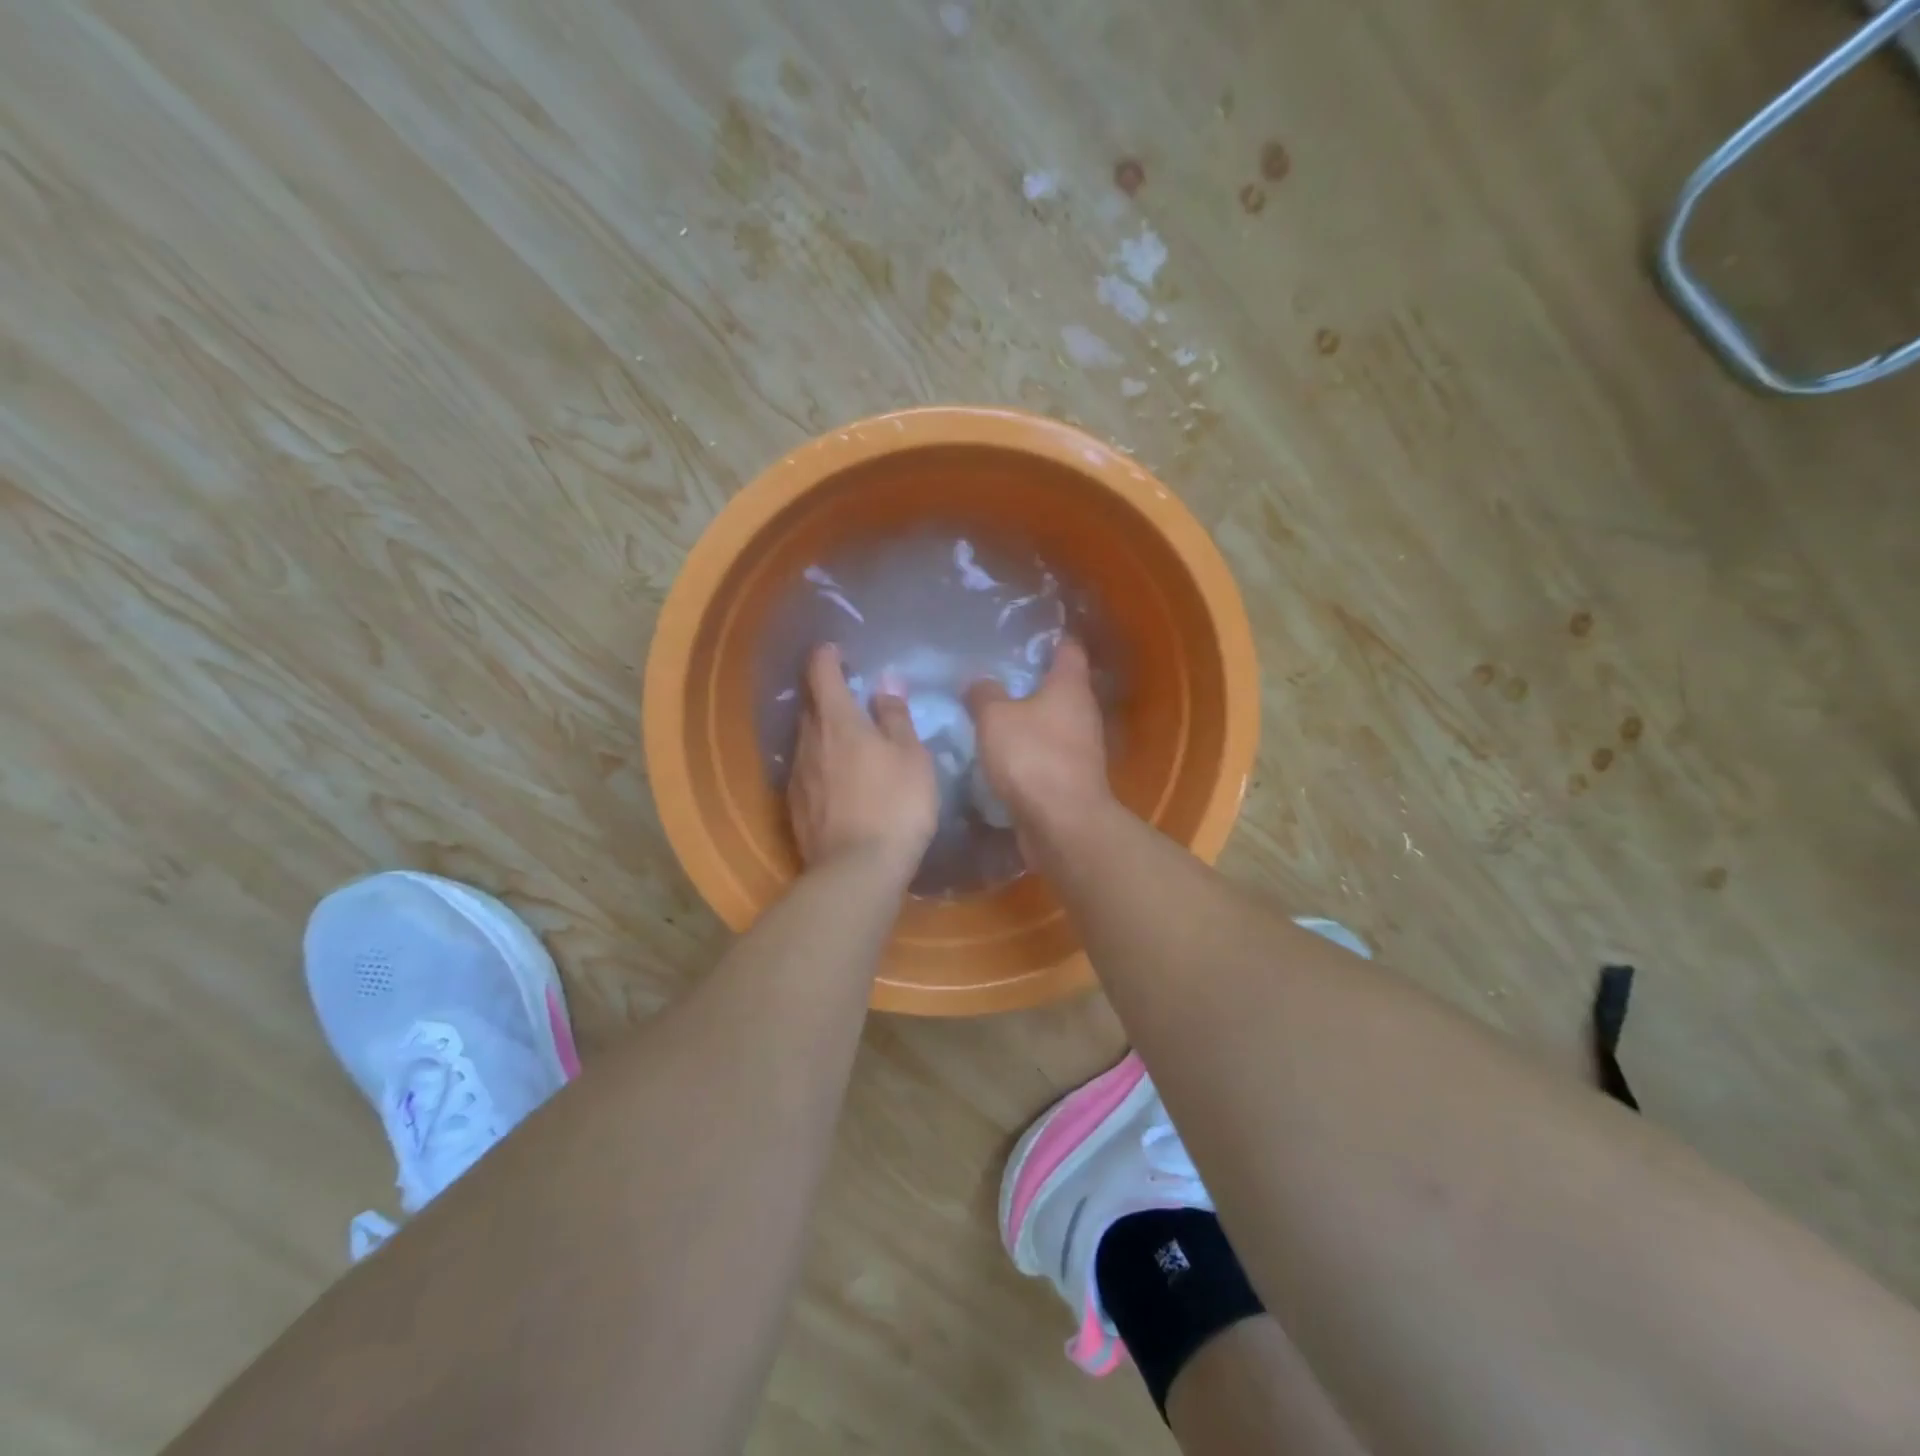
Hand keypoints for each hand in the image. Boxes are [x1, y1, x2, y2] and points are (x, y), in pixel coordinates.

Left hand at [788, 645, 938, 874]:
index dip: (828, 656)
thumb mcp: (911, 756)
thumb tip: (885, 684)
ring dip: (825, 732)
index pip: (821, 672)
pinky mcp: (795, 807)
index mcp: (837, 721)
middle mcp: (809, 741)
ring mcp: (798, 776)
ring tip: (851, 741)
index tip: (839, 651)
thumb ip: (895, 717)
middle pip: (811, 706)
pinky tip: (841, 780)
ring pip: (808, 740)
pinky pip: (808, 771)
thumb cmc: (895, 804)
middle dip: (828, 695)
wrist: (858, 870)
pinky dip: (822, 764)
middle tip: (853, 697)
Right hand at [965, 638, 1112, 851]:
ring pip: (1052, 721)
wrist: (1062, 823)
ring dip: (1028, 718)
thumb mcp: (995, 718)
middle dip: (1031, 680)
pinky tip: (1001, 752)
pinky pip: (1047, 752)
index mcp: (1070, 687)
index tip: (1024, 633)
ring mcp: (1081, 747)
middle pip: (1060, 686)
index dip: (1050, 637)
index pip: (1068, 648)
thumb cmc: (1032, 758)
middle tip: (995, 674)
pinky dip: (1028, 749)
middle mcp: (1083, 712)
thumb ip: (983, 694)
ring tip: (992, 713)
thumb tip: (977, 681)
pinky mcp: (1071, 777)